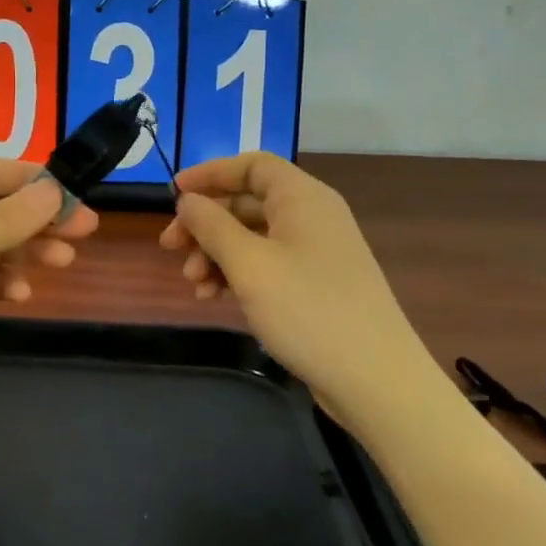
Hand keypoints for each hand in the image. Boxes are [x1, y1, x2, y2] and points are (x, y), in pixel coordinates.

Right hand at [158, 152, 419, 406]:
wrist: (375, 380)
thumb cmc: (308, 311)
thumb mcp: (249, 265)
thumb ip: (212, 226)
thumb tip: (188, 200)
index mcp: (302, 198)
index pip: (251, 165)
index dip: (210, 173)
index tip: (173, 194)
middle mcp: (311, 216)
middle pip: (246, 202)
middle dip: (205, 223)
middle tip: (169, 248)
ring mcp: (315, 252)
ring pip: (252, 236)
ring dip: (215, 254)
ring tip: (193, 285)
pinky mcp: (315, 284)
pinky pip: (266, 263)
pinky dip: (236, 274)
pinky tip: (215, 298)